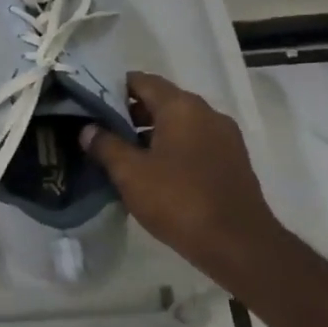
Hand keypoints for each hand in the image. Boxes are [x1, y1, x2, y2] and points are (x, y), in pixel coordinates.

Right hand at [80, 71, 287, 275]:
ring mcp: (224, 137)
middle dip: (130, 112)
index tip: (90, 103)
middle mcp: (207, 113)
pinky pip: (194, 142)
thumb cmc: (179, 200)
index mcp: (182, 107)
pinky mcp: (232, 161)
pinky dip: (171, 148)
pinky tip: (153, 171)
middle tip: (101, 130)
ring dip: (151, 133)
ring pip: (179, 123)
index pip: (142, 81)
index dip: (113, 88)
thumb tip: (88, 129)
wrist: (239, 245)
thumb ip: (105, 145)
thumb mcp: (130, 173)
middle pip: (162, 100)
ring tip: (123, 153)